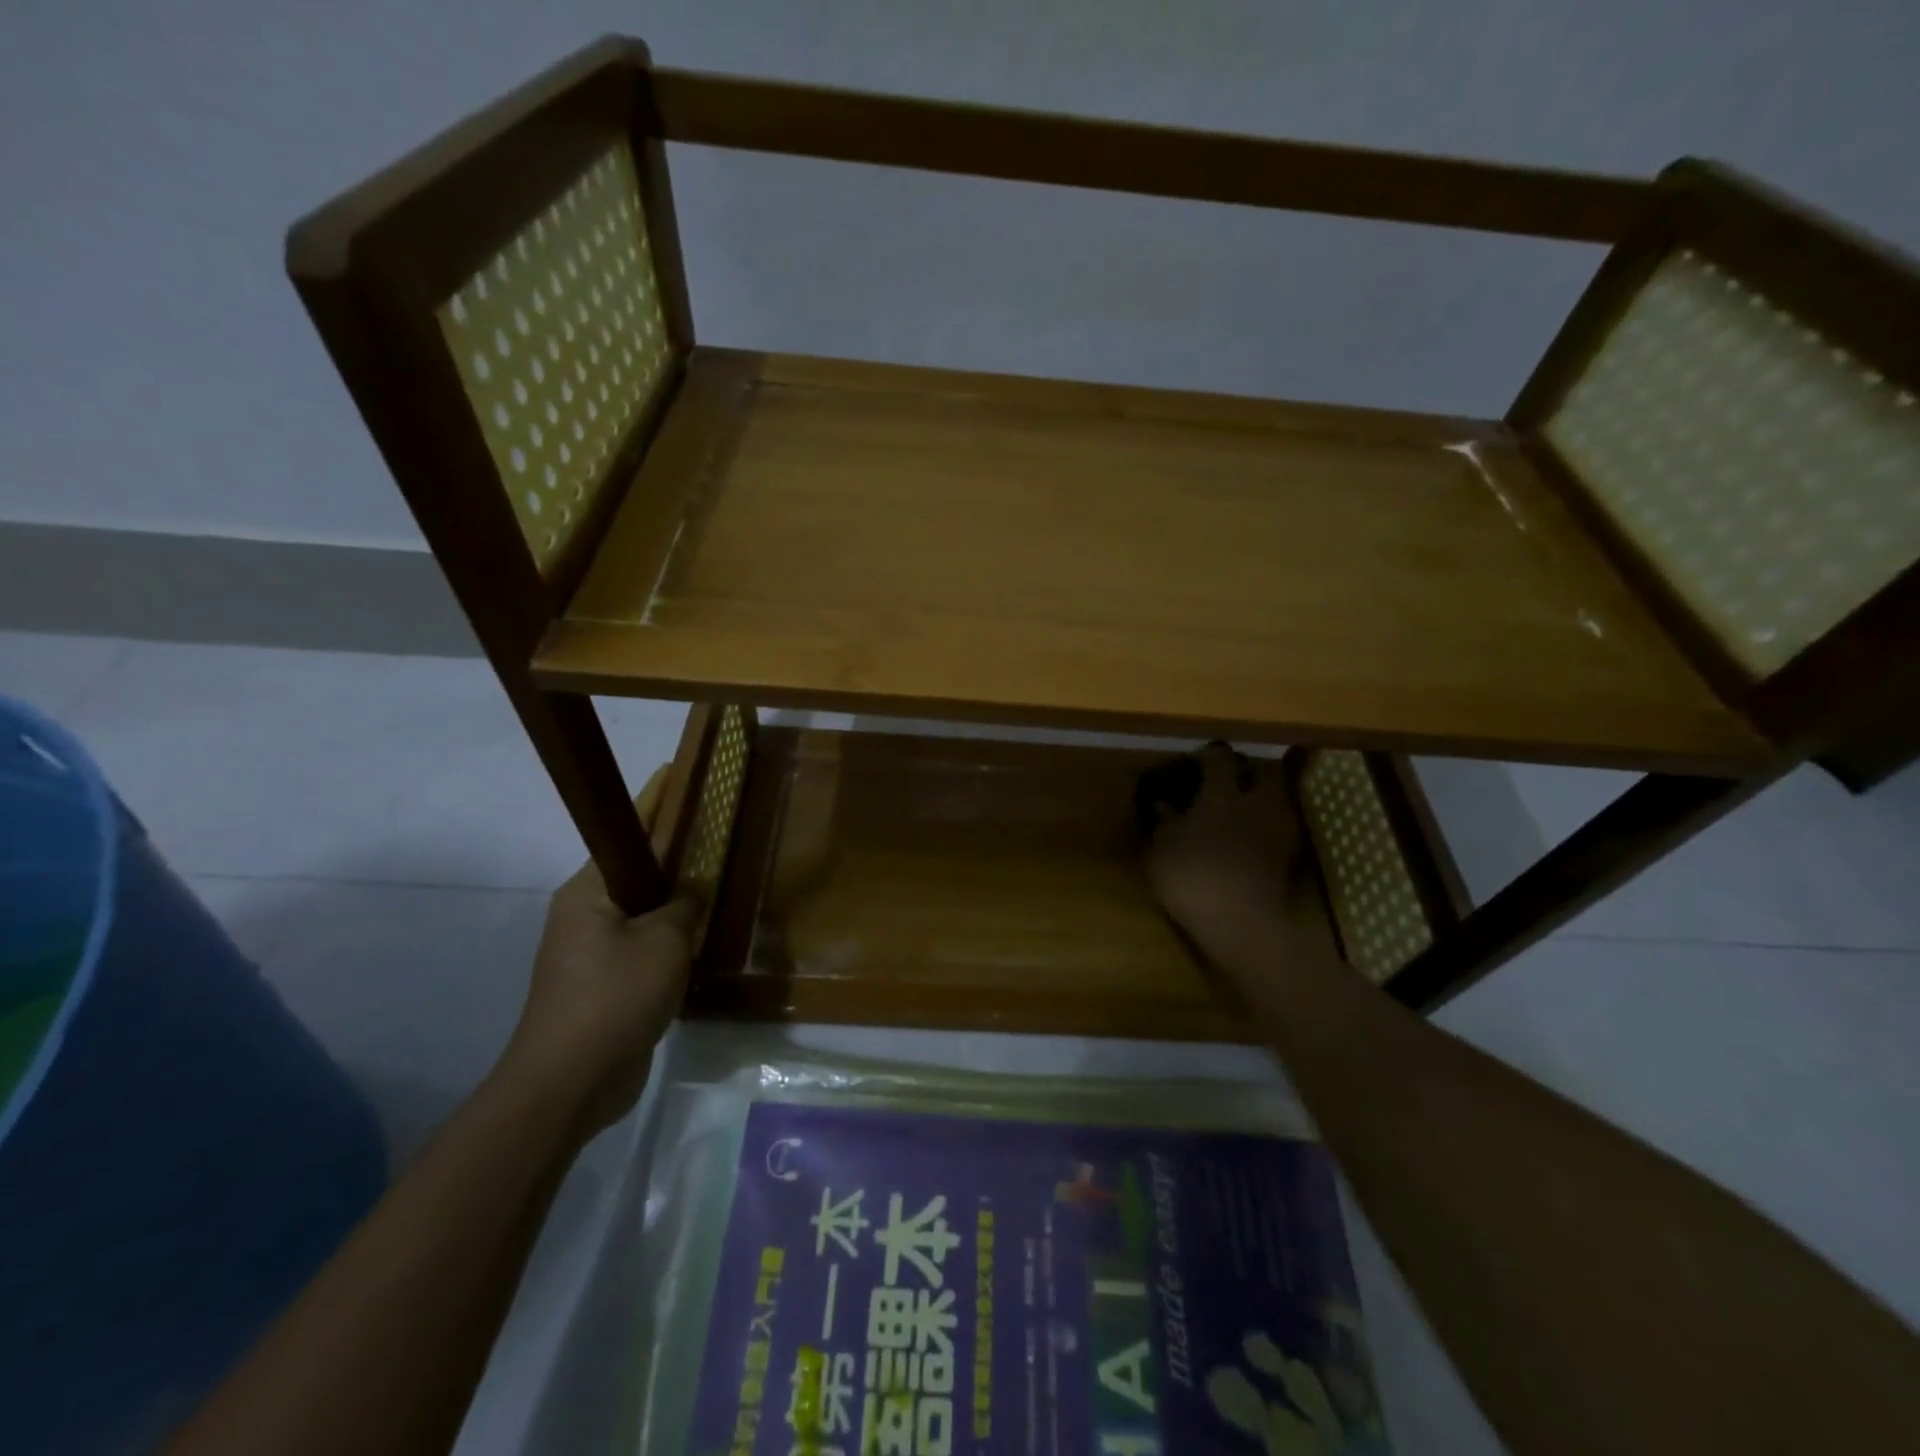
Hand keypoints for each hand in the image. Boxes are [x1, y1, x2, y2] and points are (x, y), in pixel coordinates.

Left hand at [498, 769, 693, 1137]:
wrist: (569, 1084)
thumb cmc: (613, 998)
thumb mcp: (663, 943)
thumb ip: (683, 906)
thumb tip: (693, 888)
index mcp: (589, 891)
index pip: (625, 831)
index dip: (654, 799)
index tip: (676, 771)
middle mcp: (585, 913)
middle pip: (635, 869)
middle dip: (673, 852)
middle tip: (715, 832)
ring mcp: (591, 952)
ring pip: (642, 911)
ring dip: (675, 902)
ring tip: (717, 883)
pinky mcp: (603, 985)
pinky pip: (644, 946)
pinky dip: (671, 939)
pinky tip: (702, 940)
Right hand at [1141, 743, 1332, 976]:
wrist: (1241, 925)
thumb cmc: (1193, 877)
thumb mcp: (1161, 849)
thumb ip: (1163, 822)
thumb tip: (1162, 803)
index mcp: (1223, 795)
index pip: (1220, 759)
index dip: (1207, 756)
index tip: (1194, 760)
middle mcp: (1256, 804)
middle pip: (1263, 772)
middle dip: (1246, 771)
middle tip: (1227, 779)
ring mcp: (1277, 831)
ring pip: (1276, 799)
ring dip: (1260, 798)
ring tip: (1239, 808)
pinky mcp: (1287, 859)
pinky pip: (1278, 828)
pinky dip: (1265, 826)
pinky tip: (1249, 837)